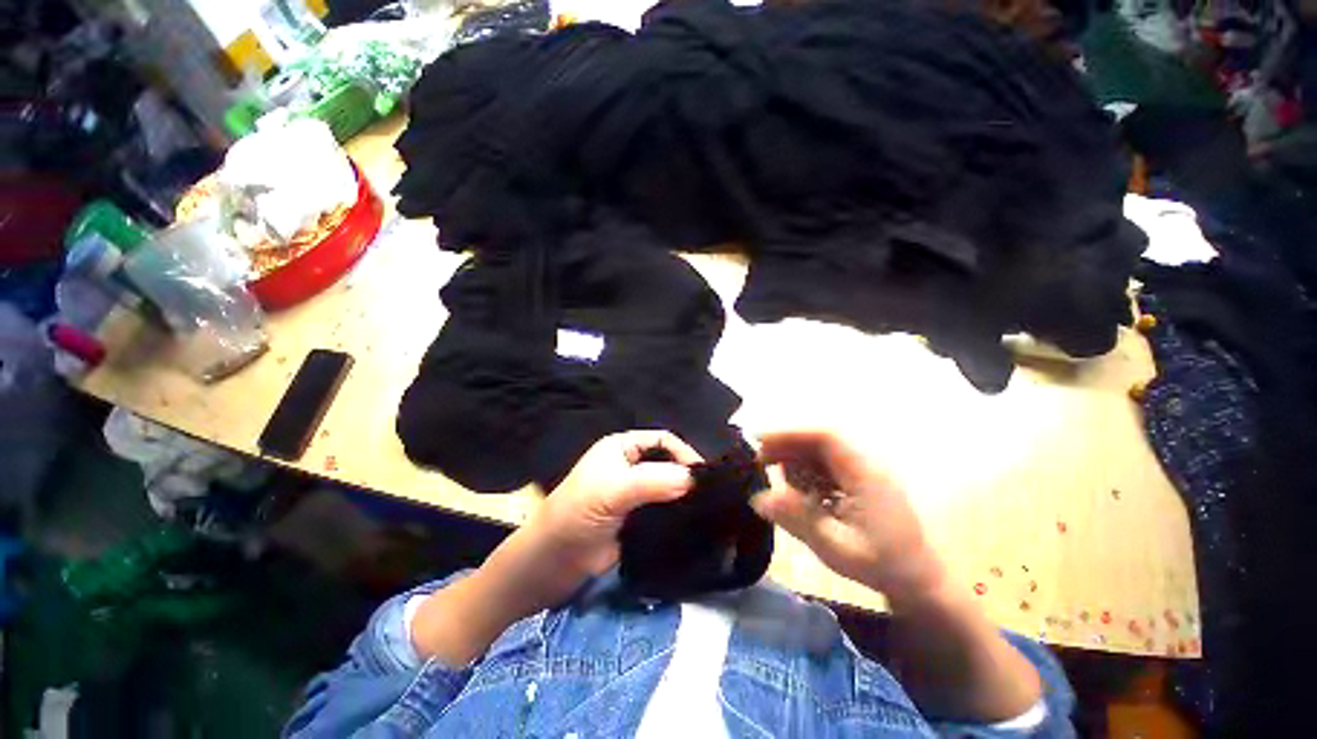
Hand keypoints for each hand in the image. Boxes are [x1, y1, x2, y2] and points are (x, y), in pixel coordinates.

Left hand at [412, 431, 697, 664]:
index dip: (684, 452)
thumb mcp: (613, 491)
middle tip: (711, 494)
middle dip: (686, 475)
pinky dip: (677, 515)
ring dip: (684, 496)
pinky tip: (693, 524)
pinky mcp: (636, 519)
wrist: (550, 564)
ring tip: (708, 509)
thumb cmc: (576, 514)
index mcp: (621, 448)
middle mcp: (629, 466)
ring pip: (667, 487)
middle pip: (667, 462)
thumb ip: (652, 482)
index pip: (662, 440)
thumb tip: (694, 479)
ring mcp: (633, 494)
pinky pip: (663, 511)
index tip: (704, 475)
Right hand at [750, 430, 944, 602]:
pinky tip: (799, 490)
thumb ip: (797, 520)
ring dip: (796, 458)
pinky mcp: (861, 481)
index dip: (791, 432)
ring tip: (776, 476)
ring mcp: (865, 472)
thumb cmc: (883, 565)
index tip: (760, 440)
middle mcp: (866, 464)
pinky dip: (808, 471)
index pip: (825, 437)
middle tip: (760, 460)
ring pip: (822, 451)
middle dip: (788, 445)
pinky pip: (828, 465)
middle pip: (821, 440)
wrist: (920, 581)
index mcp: (866, 473)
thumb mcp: (836, 547)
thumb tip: (758, 498)